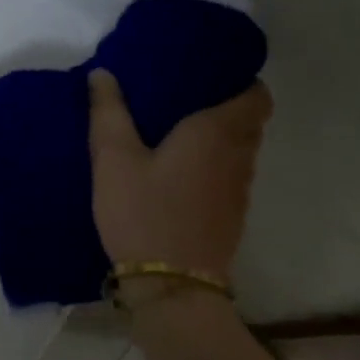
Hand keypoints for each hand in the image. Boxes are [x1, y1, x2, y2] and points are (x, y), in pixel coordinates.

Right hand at [87, 69, 272, 276]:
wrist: (171, 286)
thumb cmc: (144, 213)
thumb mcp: (113, 160)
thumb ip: (108, 113)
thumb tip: (102, 73)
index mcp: (217, 132)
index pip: (256, 95)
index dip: (240, 80)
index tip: (210, 73)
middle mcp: (239, 156)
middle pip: (249, 121)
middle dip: (225, 106)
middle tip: (186, 98)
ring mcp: (239, 190)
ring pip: (240, 151)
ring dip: (219, 139)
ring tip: (180, 132)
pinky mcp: (231, 217)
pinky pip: (230, 177)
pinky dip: (213, 166)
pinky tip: (179, 172)